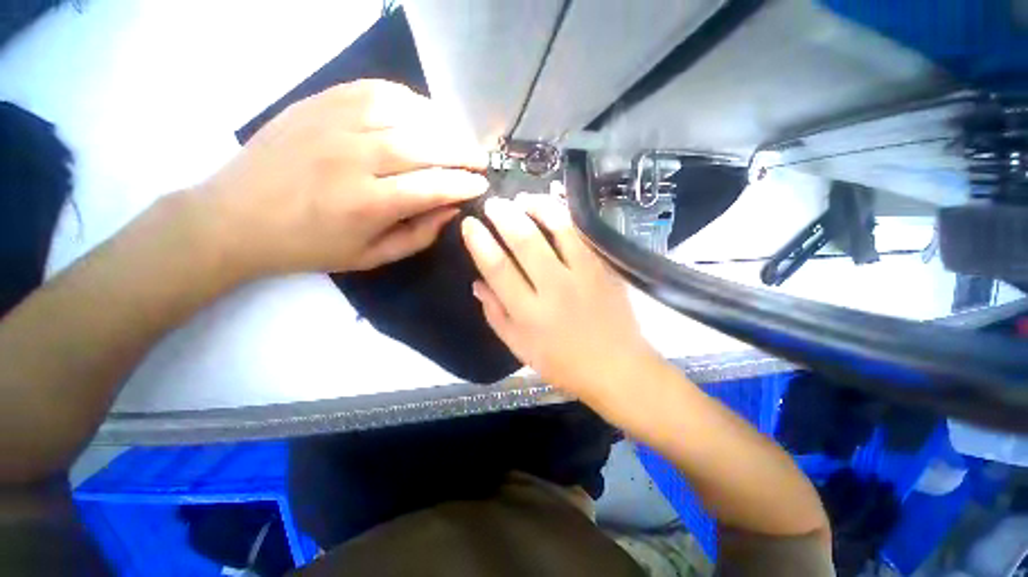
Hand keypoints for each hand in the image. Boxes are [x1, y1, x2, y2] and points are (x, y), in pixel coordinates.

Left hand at [194, 80, 487, 278]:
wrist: (236, 216)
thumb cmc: (309, 246)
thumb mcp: (371, 257)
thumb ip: (418, 236)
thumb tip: (451, 210)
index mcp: (366, 204)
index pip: (432, 187)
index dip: (463, 185)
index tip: (482, 185)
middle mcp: (353, 158)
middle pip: (424, 145)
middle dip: (462, 152)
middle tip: (480, 159)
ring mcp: (334, 123)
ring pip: (405, 113)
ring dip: (442, 125)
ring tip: (458, 139)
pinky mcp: (319, 103)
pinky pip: (377, 91)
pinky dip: (410, 101)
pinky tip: (423, 115)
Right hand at [461, 186, 660, 400]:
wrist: (616, 367)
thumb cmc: (562, 363)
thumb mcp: (519, 347)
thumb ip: (496, 314)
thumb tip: (478, 282)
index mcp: (529, 313)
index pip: (498, 268)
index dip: (480, 242)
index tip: (470, 224)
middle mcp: (554, 289)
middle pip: (524, 242)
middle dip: (504, 216)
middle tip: (493, 204)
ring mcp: (583, 275)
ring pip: (557, 228)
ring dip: (536, 207)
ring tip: (522, 199)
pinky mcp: (604, 268)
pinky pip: (581, 233)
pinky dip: (565, 214)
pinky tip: (553, 205)